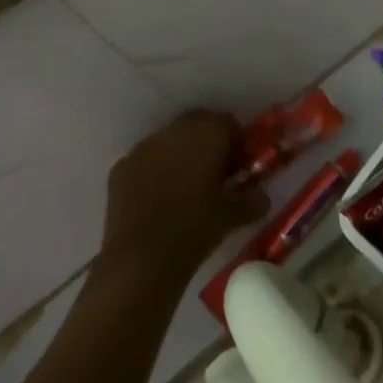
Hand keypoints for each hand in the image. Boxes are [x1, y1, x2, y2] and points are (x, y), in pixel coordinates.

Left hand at [99, 110, 267, 287]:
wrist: (141, 260)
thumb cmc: (196, 228)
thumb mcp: (233, 215)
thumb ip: (252, 200)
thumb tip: (262, 197)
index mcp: (206, 133)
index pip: (229, 123)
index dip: (238, 142)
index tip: (242, 165)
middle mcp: (174, 131)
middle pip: (198, 125)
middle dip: (209, 143)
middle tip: (218, 173)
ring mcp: (143, 147)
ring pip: (170, 140)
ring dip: (182, 155)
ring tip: (188, 187)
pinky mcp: (121, 168)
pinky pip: (147, 160)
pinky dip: (157, 171)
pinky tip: (161, 199)